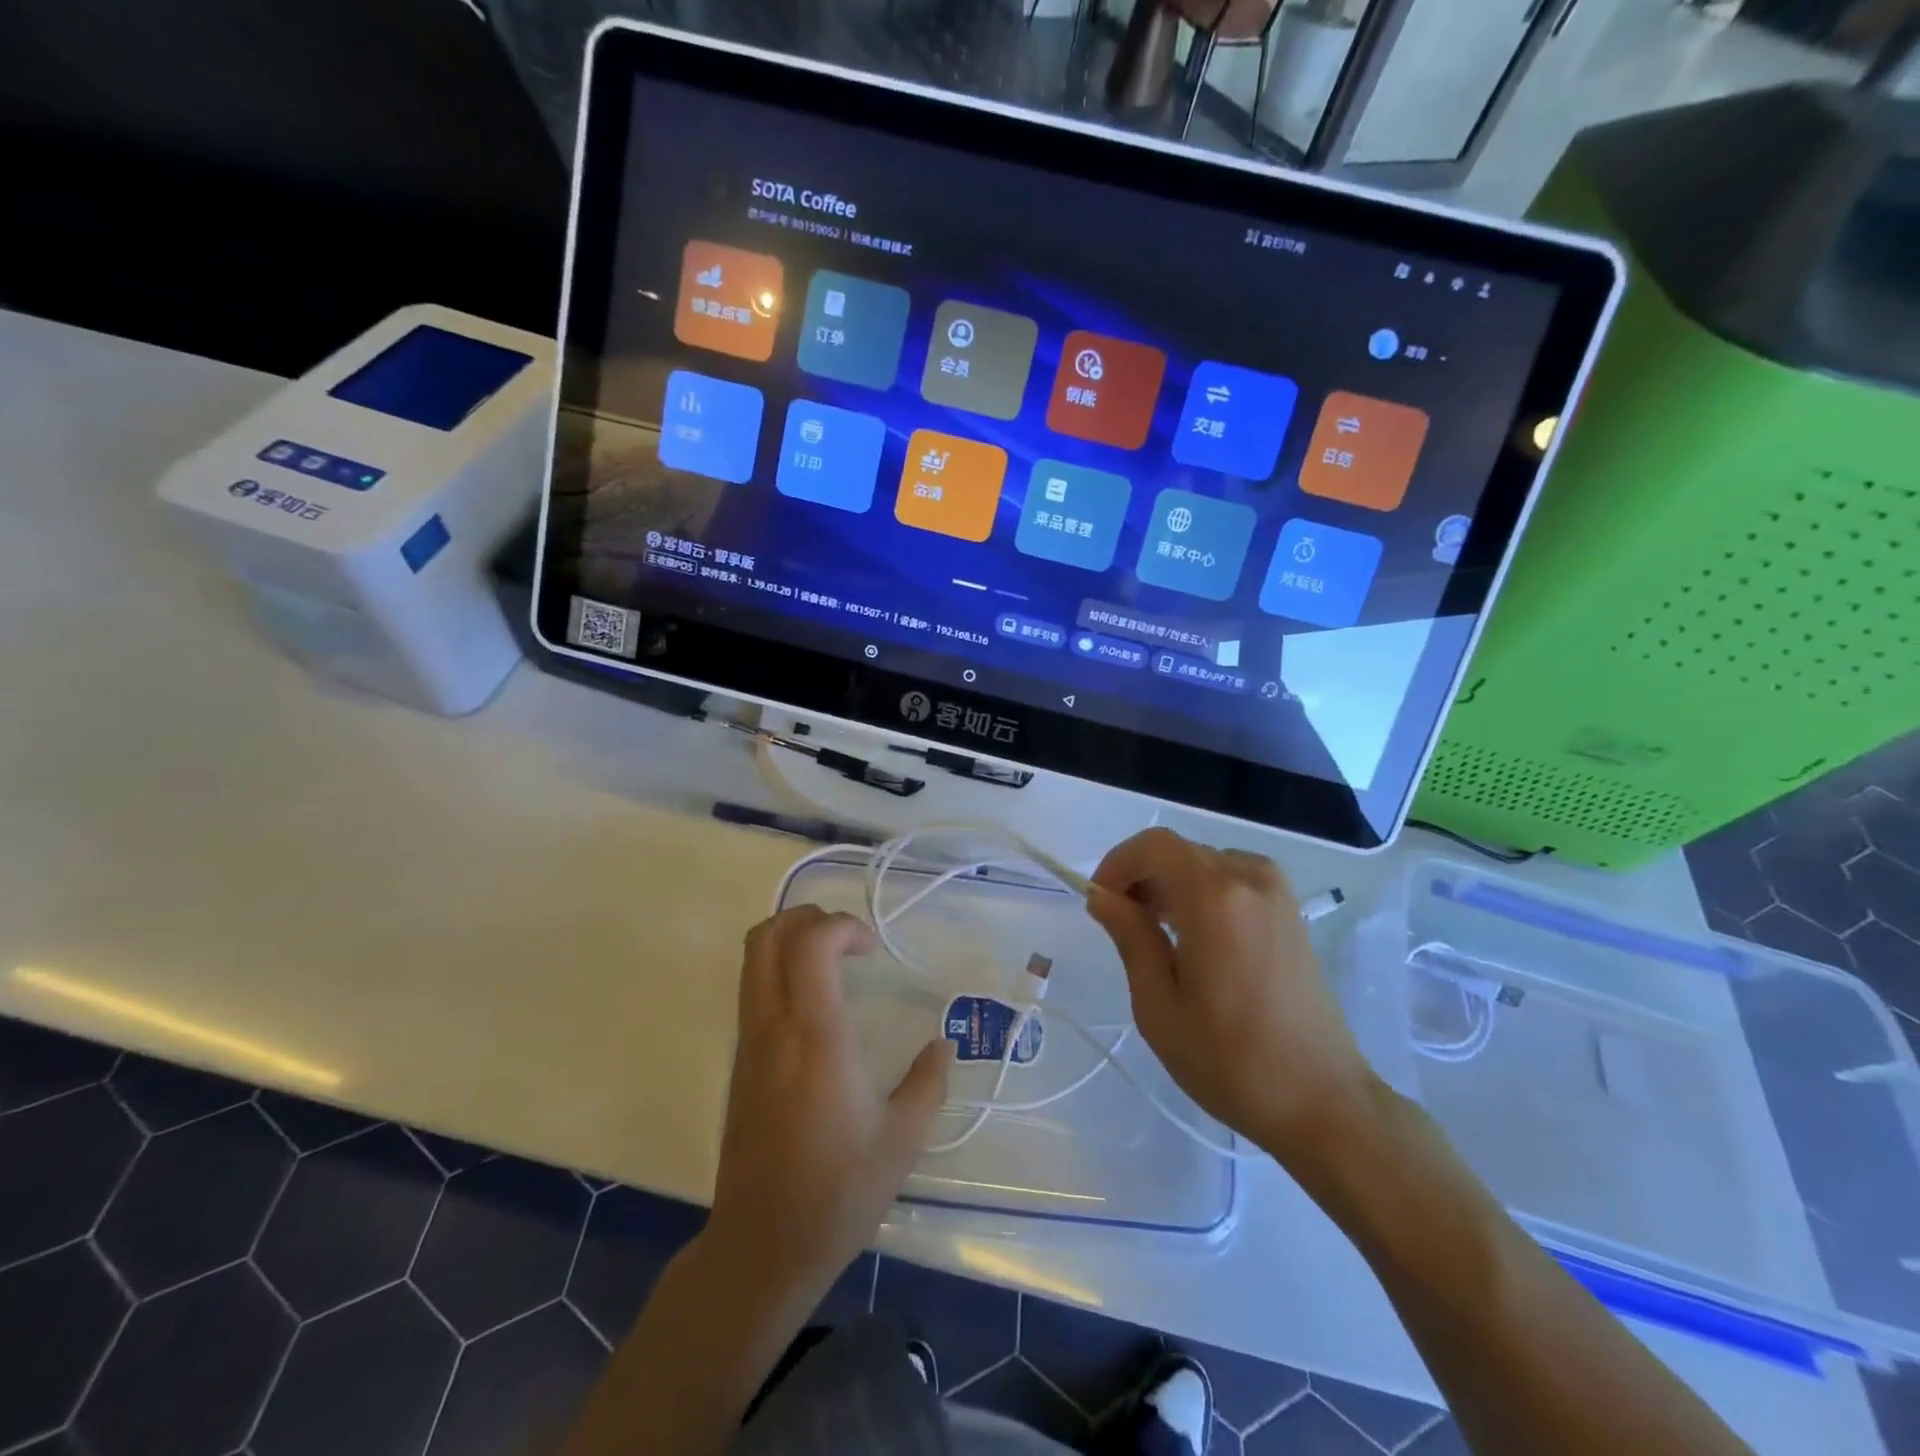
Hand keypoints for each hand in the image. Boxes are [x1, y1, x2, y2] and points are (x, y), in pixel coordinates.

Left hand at [705, 906, 950, 1304]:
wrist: (762, 1247)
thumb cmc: (838, 1191)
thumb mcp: (902, 1139)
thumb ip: (928, 1082)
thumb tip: (943, 1045)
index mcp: (816, 1036)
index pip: (811, 943)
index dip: (842, 925)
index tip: (873, 949)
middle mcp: (774, 1027)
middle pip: (767, 936)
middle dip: (807, 918)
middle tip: (847, 939)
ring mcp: (749, 1044)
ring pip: (753, 961)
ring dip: (790, 941)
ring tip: (832, 963)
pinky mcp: (739, 1064)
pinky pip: (752, 991)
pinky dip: (779, 972)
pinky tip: (814, 1006)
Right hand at [1086, 828, 1377, 1161]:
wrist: (1323, 1102)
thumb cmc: (1230, 1060)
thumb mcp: (1159, 1005)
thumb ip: (1130, 938)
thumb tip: (1102, 896)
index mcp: (1215, 898)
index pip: (1154, 845)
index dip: (1118, 862)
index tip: (1100, 900)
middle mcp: (1250, 880)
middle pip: (1180, 851)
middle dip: (1143, 875)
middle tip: (1123, 923)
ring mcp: (1277, 894)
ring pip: (1207, 863)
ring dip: (1173, 883)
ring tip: (1157, 932)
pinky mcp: (1292, 913)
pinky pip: (1235, 879)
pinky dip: (1205, 891)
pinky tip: (1198, 937)